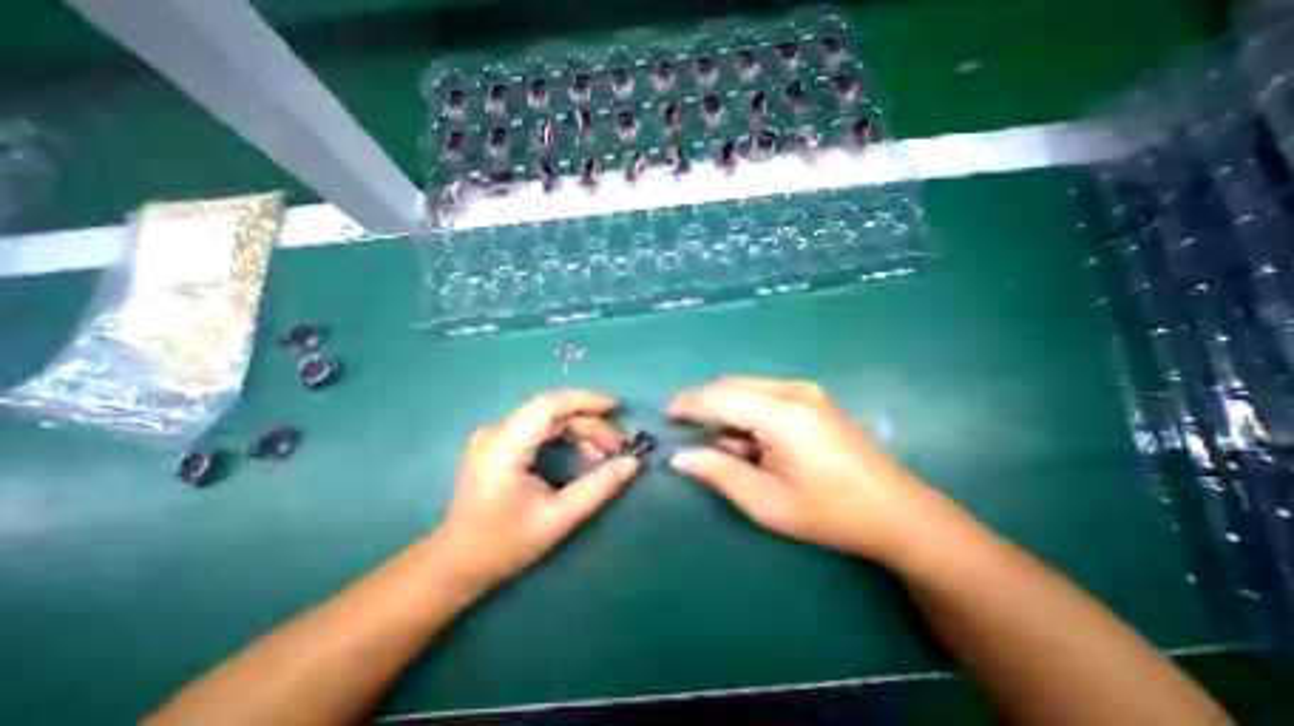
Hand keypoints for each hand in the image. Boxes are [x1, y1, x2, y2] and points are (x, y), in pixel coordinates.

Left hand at [431, 392, 638, 594]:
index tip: (615, 408)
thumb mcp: (558, 519)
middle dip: (589, 423)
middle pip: (551, 411)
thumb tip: (632, 463)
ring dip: (580, 429)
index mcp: (502, 447)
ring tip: (603, 453)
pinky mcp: (499, 442)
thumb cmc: (504, 545)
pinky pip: (540, 427)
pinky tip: (583, 452)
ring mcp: (495, 435)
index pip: (548, 405)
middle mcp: (495, 432)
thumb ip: (598, 487)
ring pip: (548, 417)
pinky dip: (566, 435)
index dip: (585, 400)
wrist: (456, 564)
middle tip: (616, 446)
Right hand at [667, 378, 957, 563]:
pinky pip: (762, 391)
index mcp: (783, 415)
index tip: (667, 415)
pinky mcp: (811, 395)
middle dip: (704, 404)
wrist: (895, 510)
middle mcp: (793, 391)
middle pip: (730, 385)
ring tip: (728, 445)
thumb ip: (718, 473)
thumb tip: (679, 456)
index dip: (689, 403)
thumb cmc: (829, 512)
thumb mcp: (766, 502)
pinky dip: (745, 408)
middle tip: (689, 431)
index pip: (720, 397)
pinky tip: (752, 438)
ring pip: (745, 386)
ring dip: (726, 408)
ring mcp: (805, 389)